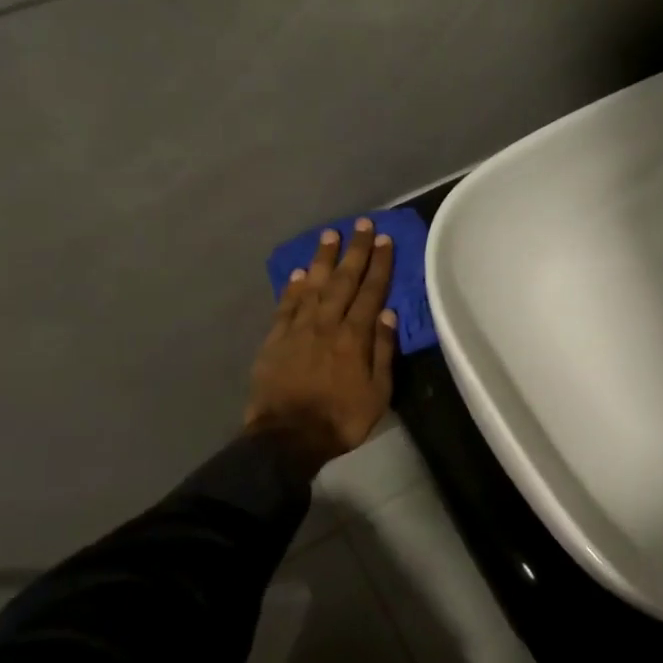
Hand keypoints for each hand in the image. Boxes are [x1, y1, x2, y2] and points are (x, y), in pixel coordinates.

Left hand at [244, 220, 396, 476]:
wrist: (287, 438)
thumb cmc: (341, 418)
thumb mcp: (377, 392)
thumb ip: (382, 351)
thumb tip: (387, 315)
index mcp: (354, 337)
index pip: (371, 292)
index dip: (379, 265)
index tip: (385, 240)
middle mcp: (327, 324)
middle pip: (343, 281)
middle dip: (355, 251)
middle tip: (362, 224)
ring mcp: (298, 330)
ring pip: (313, 286)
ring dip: (323, 259)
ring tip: (330, 235)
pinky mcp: (275, 340)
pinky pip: (286, 306)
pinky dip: (294, 288)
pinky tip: (301, 273)